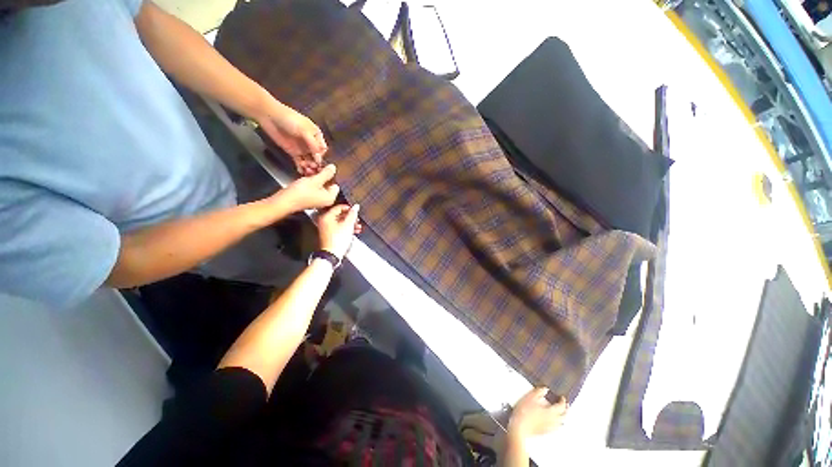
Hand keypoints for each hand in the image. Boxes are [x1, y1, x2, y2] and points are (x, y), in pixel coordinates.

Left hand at [255, 101, 326, 174]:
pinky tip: (301, 171)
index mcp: (317, 136)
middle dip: (315, 163)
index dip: (321, 156)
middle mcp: (311, 143)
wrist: (270, 116)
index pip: (322, 149)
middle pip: (317, 156)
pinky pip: (299, 161)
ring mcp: (302, 148)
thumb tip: (319, 158)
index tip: (318, 162)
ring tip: (306, 169)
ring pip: (309, 160)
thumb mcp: (305, 130)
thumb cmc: (290, 119)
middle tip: (311, 167)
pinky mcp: (293, 152)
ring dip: (309, 166)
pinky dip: (301, 167)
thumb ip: (313, 144)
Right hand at [279, 164, 339, 211]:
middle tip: (313, 166)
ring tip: (306, 167)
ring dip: (313, 174)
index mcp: (330, 197)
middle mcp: (325, 199)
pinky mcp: (309, 196)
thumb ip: (326, 173)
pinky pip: (312, 185)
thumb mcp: (315, 180)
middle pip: (327, 183)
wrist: (283, 201)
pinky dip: (309, 179)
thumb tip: (334, 168)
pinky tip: (303, 171)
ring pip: (319, 182)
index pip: (335, 184)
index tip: (323, 168)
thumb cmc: (299, 194)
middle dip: (320, 173)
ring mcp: (317, 198)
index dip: (330, 175)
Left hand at [317, 204, 360, 258]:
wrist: (333, 254)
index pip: (338, 207)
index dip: (349, 208)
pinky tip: (354, 231)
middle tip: (357, 219)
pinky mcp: (329, 235)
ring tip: (357, 226)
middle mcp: (324, 221)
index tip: (355, 211)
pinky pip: (339, 228)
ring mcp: (326, 228)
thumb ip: (352, 214)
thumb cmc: (337, 240)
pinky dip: (346, 228)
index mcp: (326, 217)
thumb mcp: (348, 225)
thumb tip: (356, 207)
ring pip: (340, 222)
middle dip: (350, 217)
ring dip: (350, 223)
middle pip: (339, 215)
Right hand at [507, 387, 567, 440]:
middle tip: (565, 405)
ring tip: (560, 413)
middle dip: (565, 410)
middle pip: (564, 416)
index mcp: (551, 412)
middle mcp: (553, 421)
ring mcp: (549, 428)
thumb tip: (545, 389)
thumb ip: (539, 392)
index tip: (562, 398)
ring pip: (560, 423)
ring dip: (562, 417)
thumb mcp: (530, 397)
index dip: (563, 401)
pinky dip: (556, 423)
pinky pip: (555, 427)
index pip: (561, 406)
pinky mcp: (545, 432)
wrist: (519, 427)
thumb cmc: (524, 412)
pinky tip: (551, 421)